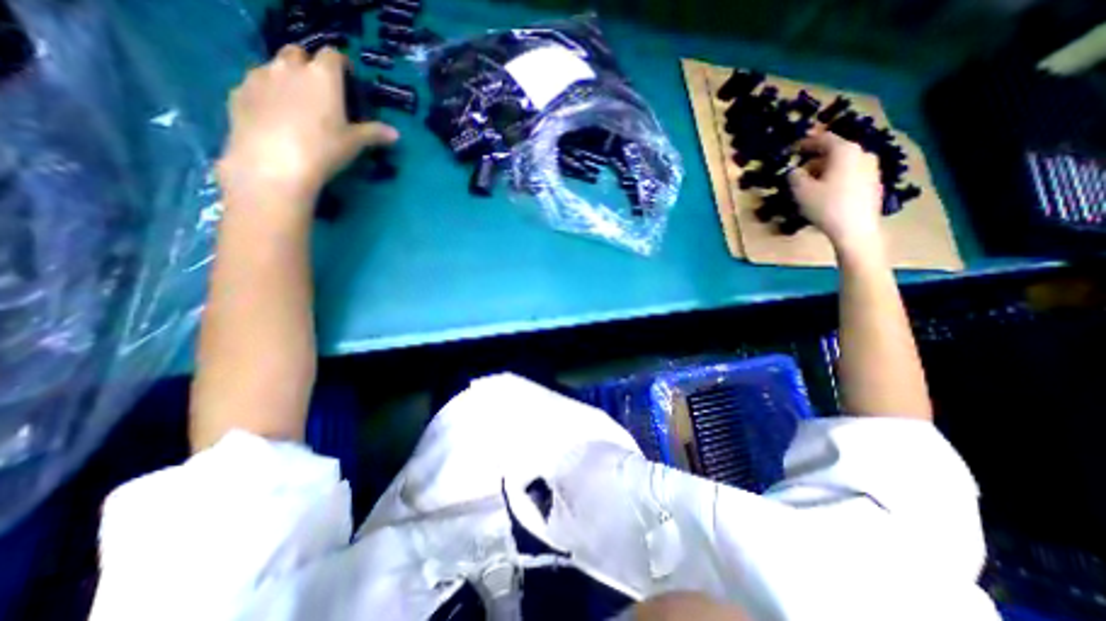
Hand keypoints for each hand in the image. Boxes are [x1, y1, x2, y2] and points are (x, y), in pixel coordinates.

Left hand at [217, 44, 396, 212]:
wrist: (273, 164)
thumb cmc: (323, 149)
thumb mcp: (354, 144)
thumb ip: (374, 134)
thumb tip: (395, 134)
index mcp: (322, 76)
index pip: (332, 55)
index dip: (340, 64)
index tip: (347, 79)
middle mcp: (288, 68)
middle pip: (298, 53)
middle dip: (309, 65)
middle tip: (320, 91)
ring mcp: (259, 77)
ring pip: (273, 67)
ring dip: (286, 79)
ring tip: (296, 106)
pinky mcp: (238, 93)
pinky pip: (255, 86)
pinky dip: (266, 95)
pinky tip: (274, 118)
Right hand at [790, 130, 887, 253]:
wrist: (856, 229)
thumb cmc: (826, 206)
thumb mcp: (801, 191)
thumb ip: (795, 176)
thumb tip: (795, 170)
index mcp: (845, 151)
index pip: (824, 139)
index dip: (806, 143)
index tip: (793, 149)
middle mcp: (862, 153)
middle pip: (835, 151)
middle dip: (815, 160)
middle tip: (799, 173)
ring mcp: (872, 168)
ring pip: (843, 164)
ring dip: (825, 171)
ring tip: (811, 186)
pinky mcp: (874, 183)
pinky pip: (850, 174)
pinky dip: (836, 179)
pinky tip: (826, 194)